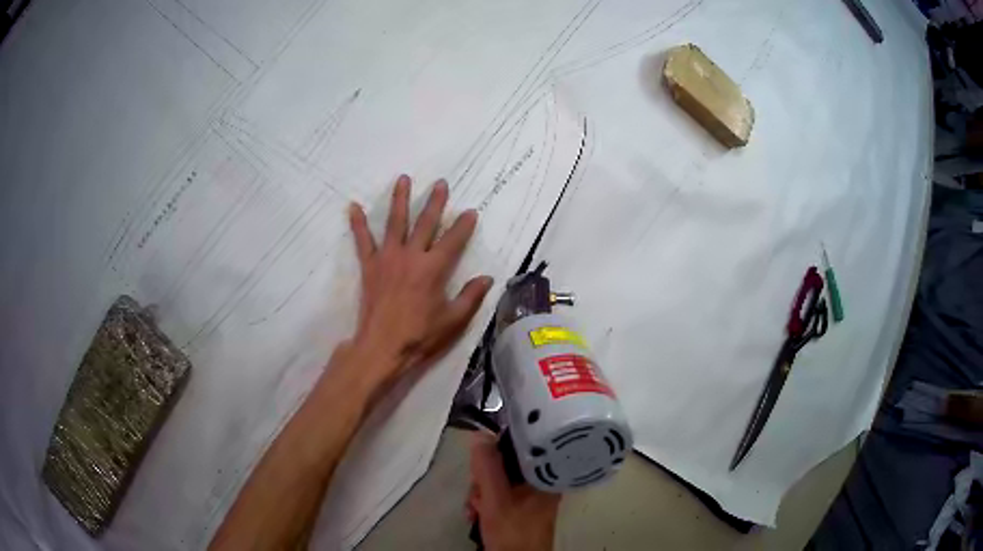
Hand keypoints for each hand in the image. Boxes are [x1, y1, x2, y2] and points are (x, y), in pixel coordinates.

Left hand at [347, 174, 492, 389]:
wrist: (382, 347)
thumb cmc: (420, 336)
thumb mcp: (453, 320)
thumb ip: (471, 296)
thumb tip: (487, 278)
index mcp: (434, 269)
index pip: (453, 240)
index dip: (463, 225)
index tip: (470, 212)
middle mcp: (411, 256)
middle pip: (425, 223)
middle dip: (435, 202)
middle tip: (440, 183)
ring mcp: (388, 258)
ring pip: (395, 222)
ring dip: (400, 199)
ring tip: (403, 179)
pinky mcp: (370, 266)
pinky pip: (363, 241)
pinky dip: (358, 223)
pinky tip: (353, 206)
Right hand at [466, 433, 560, 550]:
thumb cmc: (512, 531)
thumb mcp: (496, 498)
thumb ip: (488, 467)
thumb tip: (480, 434)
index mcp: (543, 475)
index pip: (519, 447)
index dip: (495, 452)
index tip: (480, 465)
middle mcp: (539, 481)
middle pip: (504, 464)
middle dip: (482, 480)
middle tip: (478, 495)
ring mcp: (529, 495)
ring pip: (497, 480)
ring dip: (479, 493)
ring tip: (475, 510)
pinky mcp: (519, 507)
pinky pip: (497, 494)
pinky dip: (484, 502)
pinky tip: (476, 514)